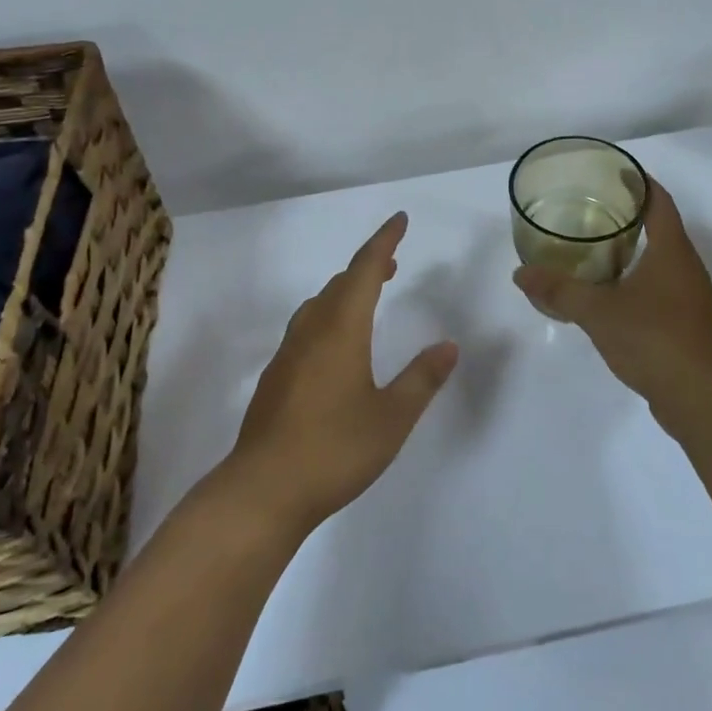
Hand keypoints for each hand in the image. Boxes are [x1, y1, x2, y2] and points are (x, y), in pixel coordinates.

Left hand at [225, 212, 457, 533]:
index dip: (384, 241)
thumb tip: (448, 346)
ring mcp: (288, 353)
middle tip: (392, 263)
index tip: (399, 220)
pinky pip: (307, 327)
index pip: (365, 269)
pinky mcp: (276, 377)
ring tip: (367, 297)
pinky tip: (336, 344)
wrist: (263, 490)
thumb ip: (421, 379)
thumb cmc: (334, 450)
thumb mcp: (392, 418)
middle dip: (368, 266)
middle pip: (340, 283)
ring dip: (345, 290)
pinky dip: (329, 315)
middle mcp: (311, 331)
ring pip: (319, 304)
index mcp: (341, 329)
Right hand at [511, 177, 711, 418]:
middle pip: (662, 226)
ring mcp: (691, 296)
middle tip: (592, 206)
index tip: (614, 171)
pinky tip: (612, 290)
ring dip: (635, 247)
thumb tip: (520, 274)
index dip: (639, 182)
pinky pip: (662, 285)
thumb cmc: (653, 339)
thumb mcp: (597, 311)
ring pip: (662, 258)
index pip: (659, 201)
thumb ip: (558, 290)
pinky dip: (639, 276)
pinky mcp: (688, 321)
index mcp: (672, 251)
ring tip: (596, 245)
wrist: (699, 397)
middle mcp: (687, 266)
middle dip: (631, 213)